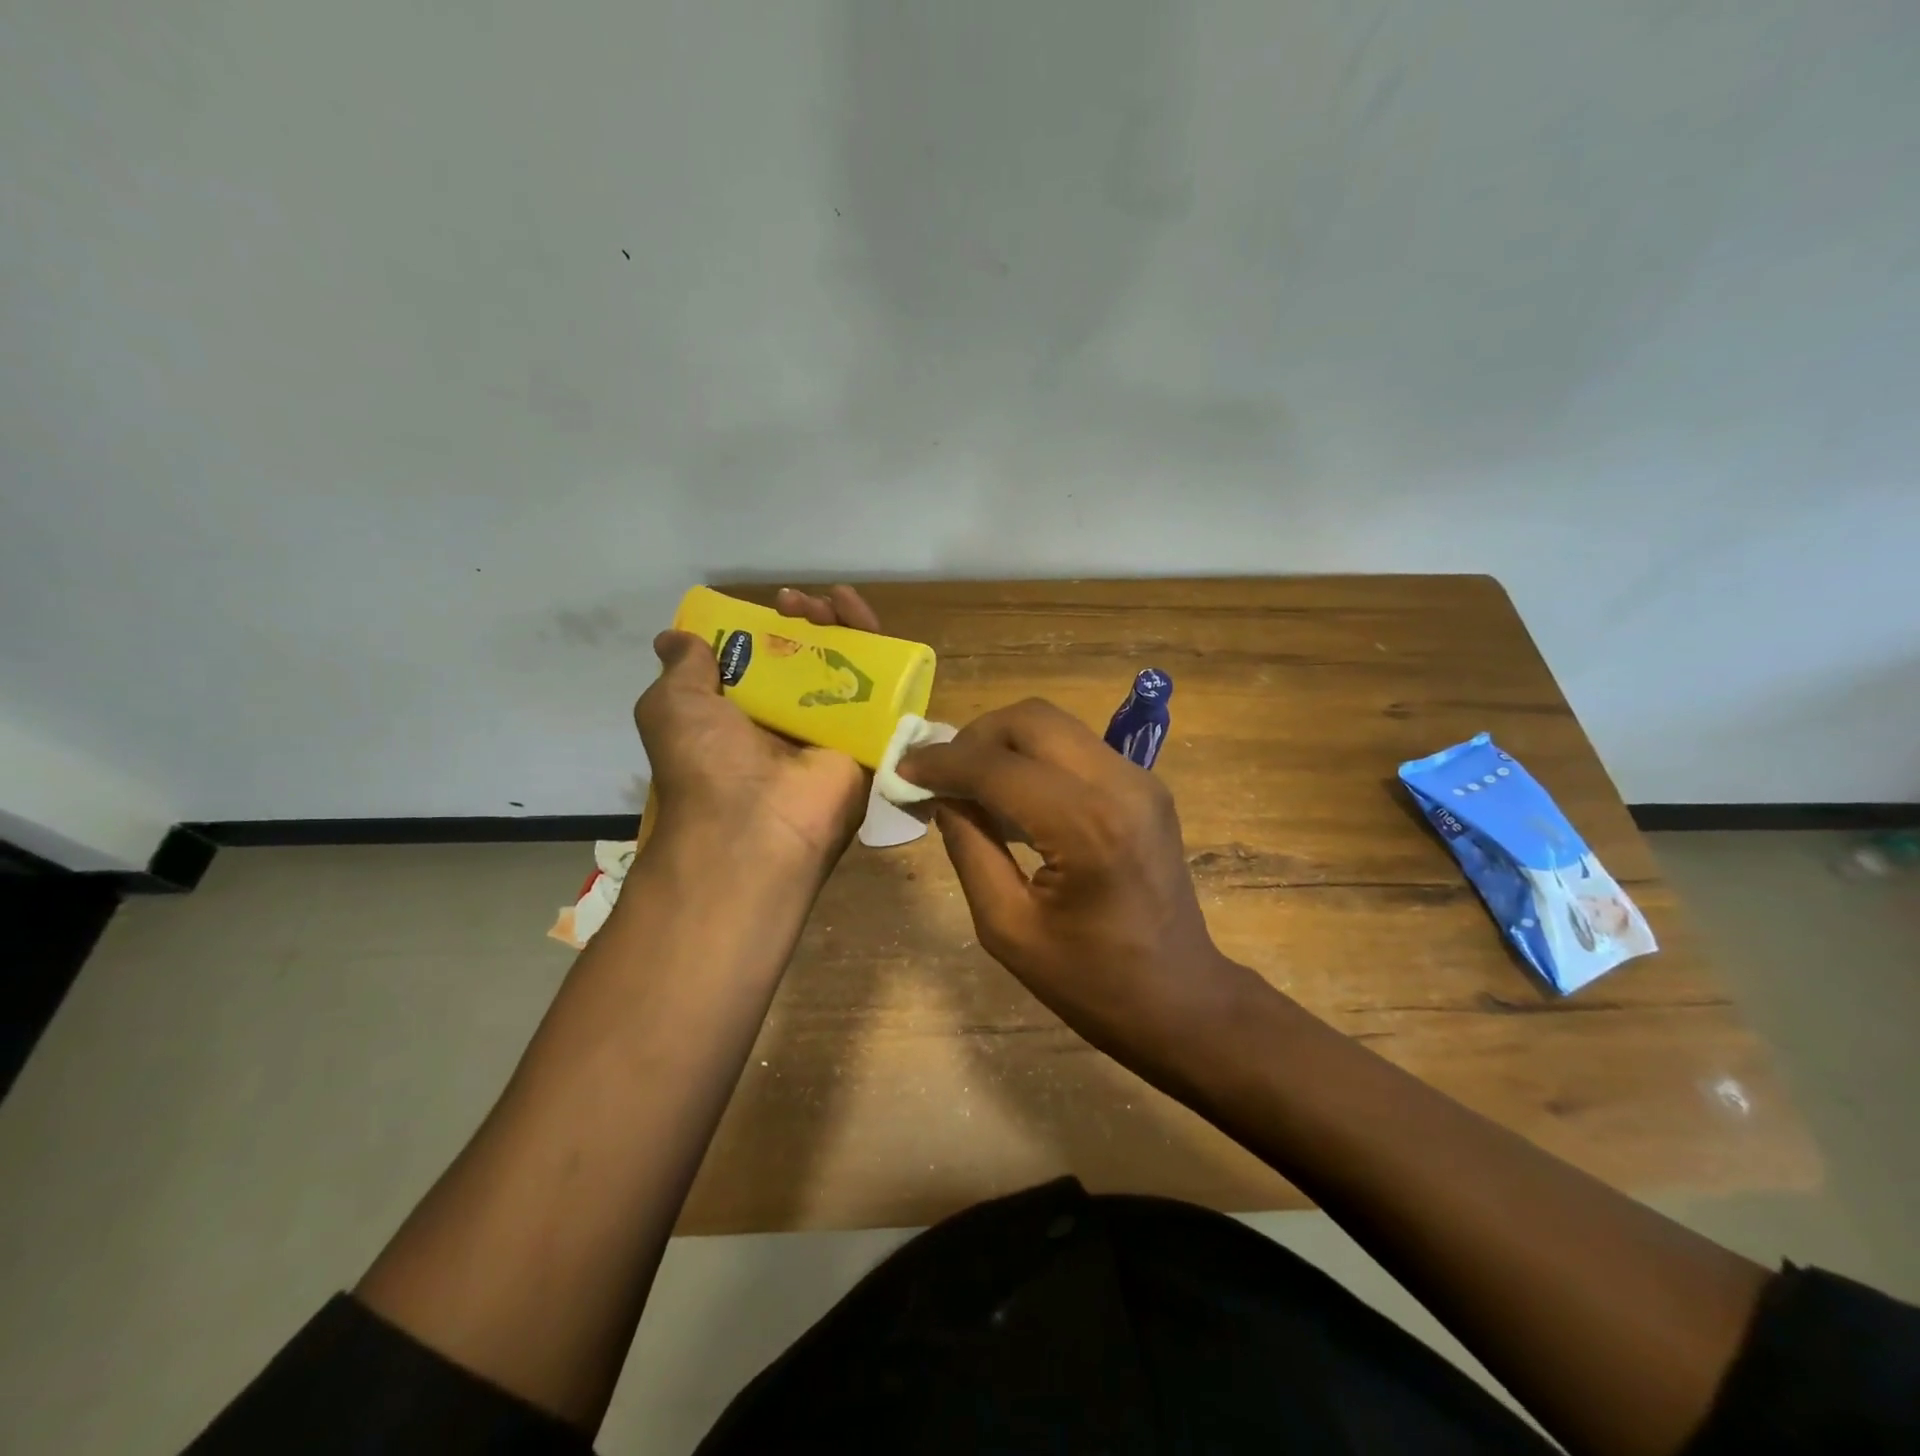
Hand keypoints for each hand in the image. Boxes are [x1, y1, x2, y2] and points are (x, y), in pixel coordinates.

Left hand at [634, 586, 881, 867]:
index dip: (768, 628)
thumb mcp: (671, 706)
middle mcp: (790, 722)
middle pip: (810, 658)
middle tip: (797, 604)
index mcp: (745, 717)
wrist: (755, 822)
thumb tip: (674, 639)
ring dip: (844, 626)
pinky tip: (868, 621)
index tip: (767, 608)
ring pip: (848, 667)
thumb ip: (682, 668)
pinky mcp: (870, 738)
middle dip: (808, 621)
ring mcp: (833, 730)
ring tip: (835, 600)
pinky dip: (882, 651)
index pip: (765, 661)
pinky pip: (883, 689)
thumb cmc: (705, 761)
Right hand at [899, 698, 1261, 1065]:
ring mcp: (1140, 779)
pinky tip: (1012, 792)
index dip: (942, 763)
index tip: (904, 769)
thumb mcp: (1007, 927)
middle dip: (975, 737)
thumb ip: (970, 848)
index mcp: (1085, 825)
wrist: (1180, 999)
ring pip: (1056, 725)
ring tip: (969, 781)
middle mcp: (1118, 783)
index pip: (997, 766)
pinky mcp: (1146, 786)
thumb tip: (943, 796)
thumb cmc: (1091, 980)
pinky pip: (1077, 748)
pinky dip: (1035, 756)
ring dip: (1004, 742)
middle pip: (1031, 719)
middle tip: (940, 773)